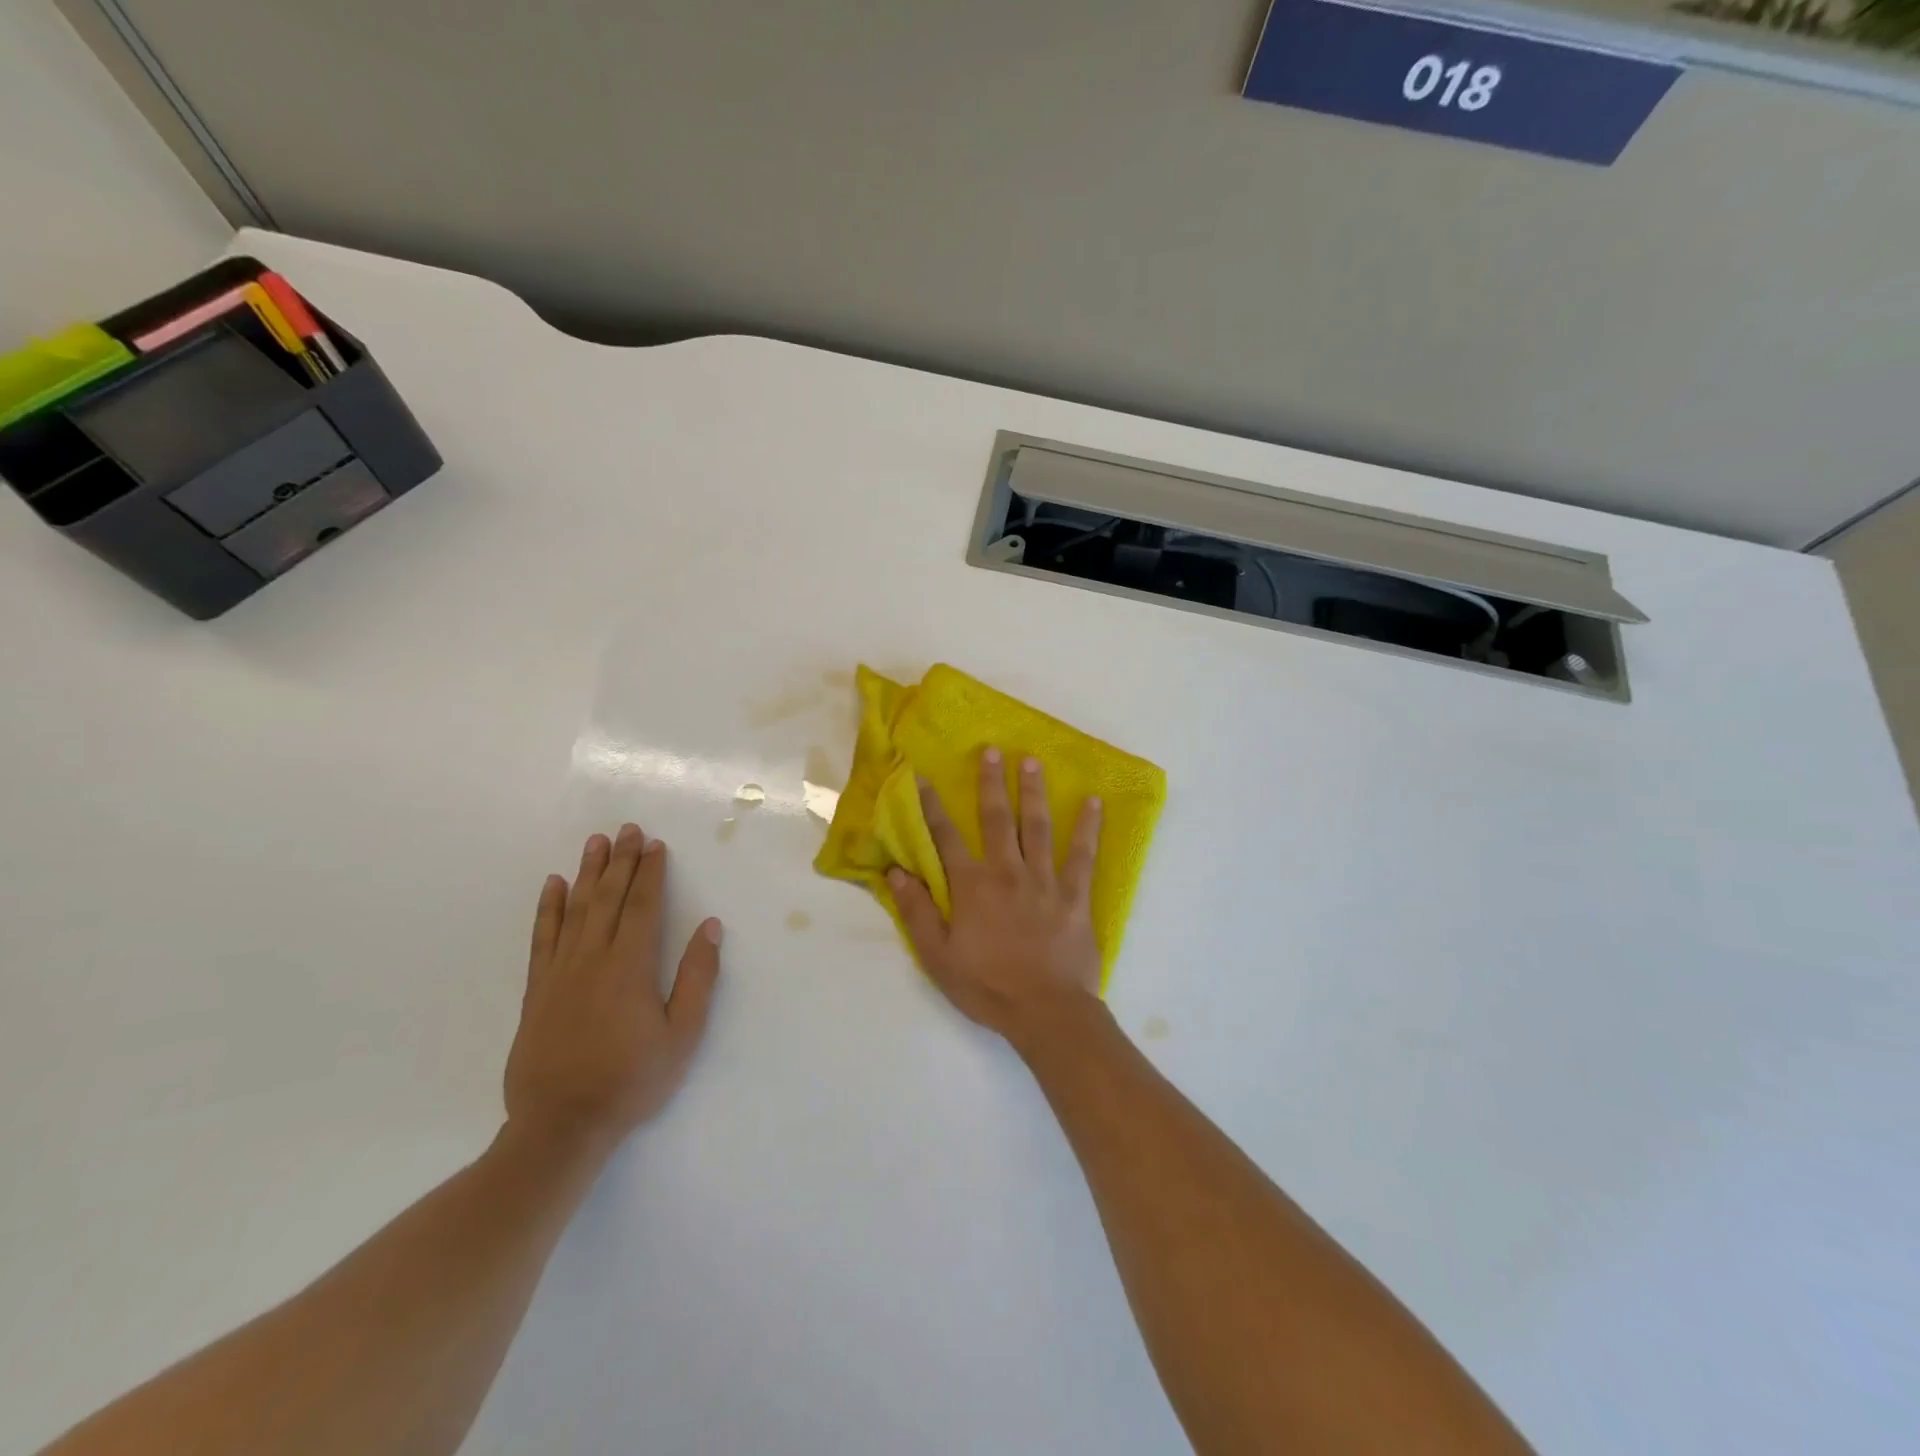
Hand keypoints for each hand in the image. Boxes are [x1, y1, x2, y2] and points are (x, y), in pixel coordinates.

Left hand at [504, 824, 721, 1156]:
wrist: (561, 1125)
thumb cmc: (631, 1080)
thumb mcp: (682, 1035)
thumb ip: (698, 978)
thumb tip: (710, 927)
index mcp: (630, 967)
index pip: (642, 906)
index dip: (650, 873)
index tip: (655, 844)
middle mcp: (592, 959)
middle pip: (609, 898)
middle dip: (621, 861)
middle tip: (628, 829)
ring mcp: (560, 972)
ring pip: (576, 910)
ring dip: (588, 873)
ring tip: (595, 843)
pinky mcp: (537, 990)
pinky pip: (542, 938)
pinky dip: (548, 909)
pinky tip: (554, 886)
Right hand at [889, 748, 1104, 1045]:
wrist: (1046, 1011)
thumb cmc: (987, 986)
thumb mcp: (937, 957)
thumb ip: (916, 912)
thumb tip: (895, 872)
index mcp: (972, 886)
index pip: (946, 838)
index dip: (933, 807)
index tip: (925, 777)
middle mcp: (1007, 871)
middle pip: (996, 819)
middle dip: (991, 783)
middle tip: (991, 750)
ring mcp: (1045, 879)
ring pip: (1037, 826)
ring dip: (1033, 792)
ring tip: (1032, 761)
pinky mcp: (1075, 894)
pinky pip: (1083, 854)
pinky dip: (1088, 827)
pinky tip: (1094, 803)